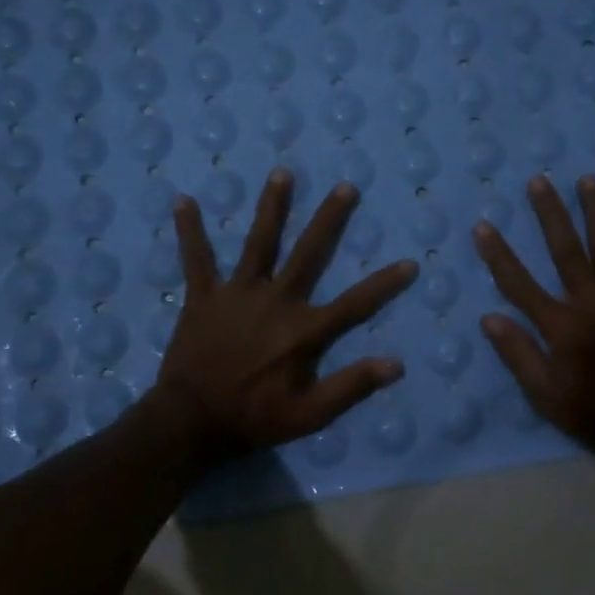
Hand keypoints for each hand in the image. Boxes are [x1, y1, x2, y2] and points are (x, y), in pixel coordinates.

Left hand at [154, 170, 416, 458]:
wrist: (191, 422)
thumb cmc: (254, 419)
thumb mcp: (309, 415)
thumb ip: (351, 387)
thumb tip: (396, 364)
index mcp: (303, 331)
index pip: (355, 304)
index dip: (384, 284)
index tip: (410, 263)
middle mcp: (275, 301)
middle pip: (308, 254)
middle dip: (329, 219)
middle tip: (345, 187)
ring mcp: (237, 294)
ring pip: (259, 243)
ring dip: (272, 207)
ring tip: (282, 173)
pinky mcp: (204, 297)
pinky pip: (196, 259)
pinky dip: (190, 231)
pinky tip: (184, 200)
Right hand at [473, 174, 594, 459]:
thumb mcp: (546, 396)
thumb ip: (518, 355)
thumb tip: (489, 318)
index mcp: (561, 326)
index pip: (520, 284)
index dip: (499, 255)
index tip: (484, 226)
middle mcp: (591, 304)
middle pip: (566, 251)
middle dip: (550, 214)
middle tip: (539, 181)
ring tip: (588, 179)